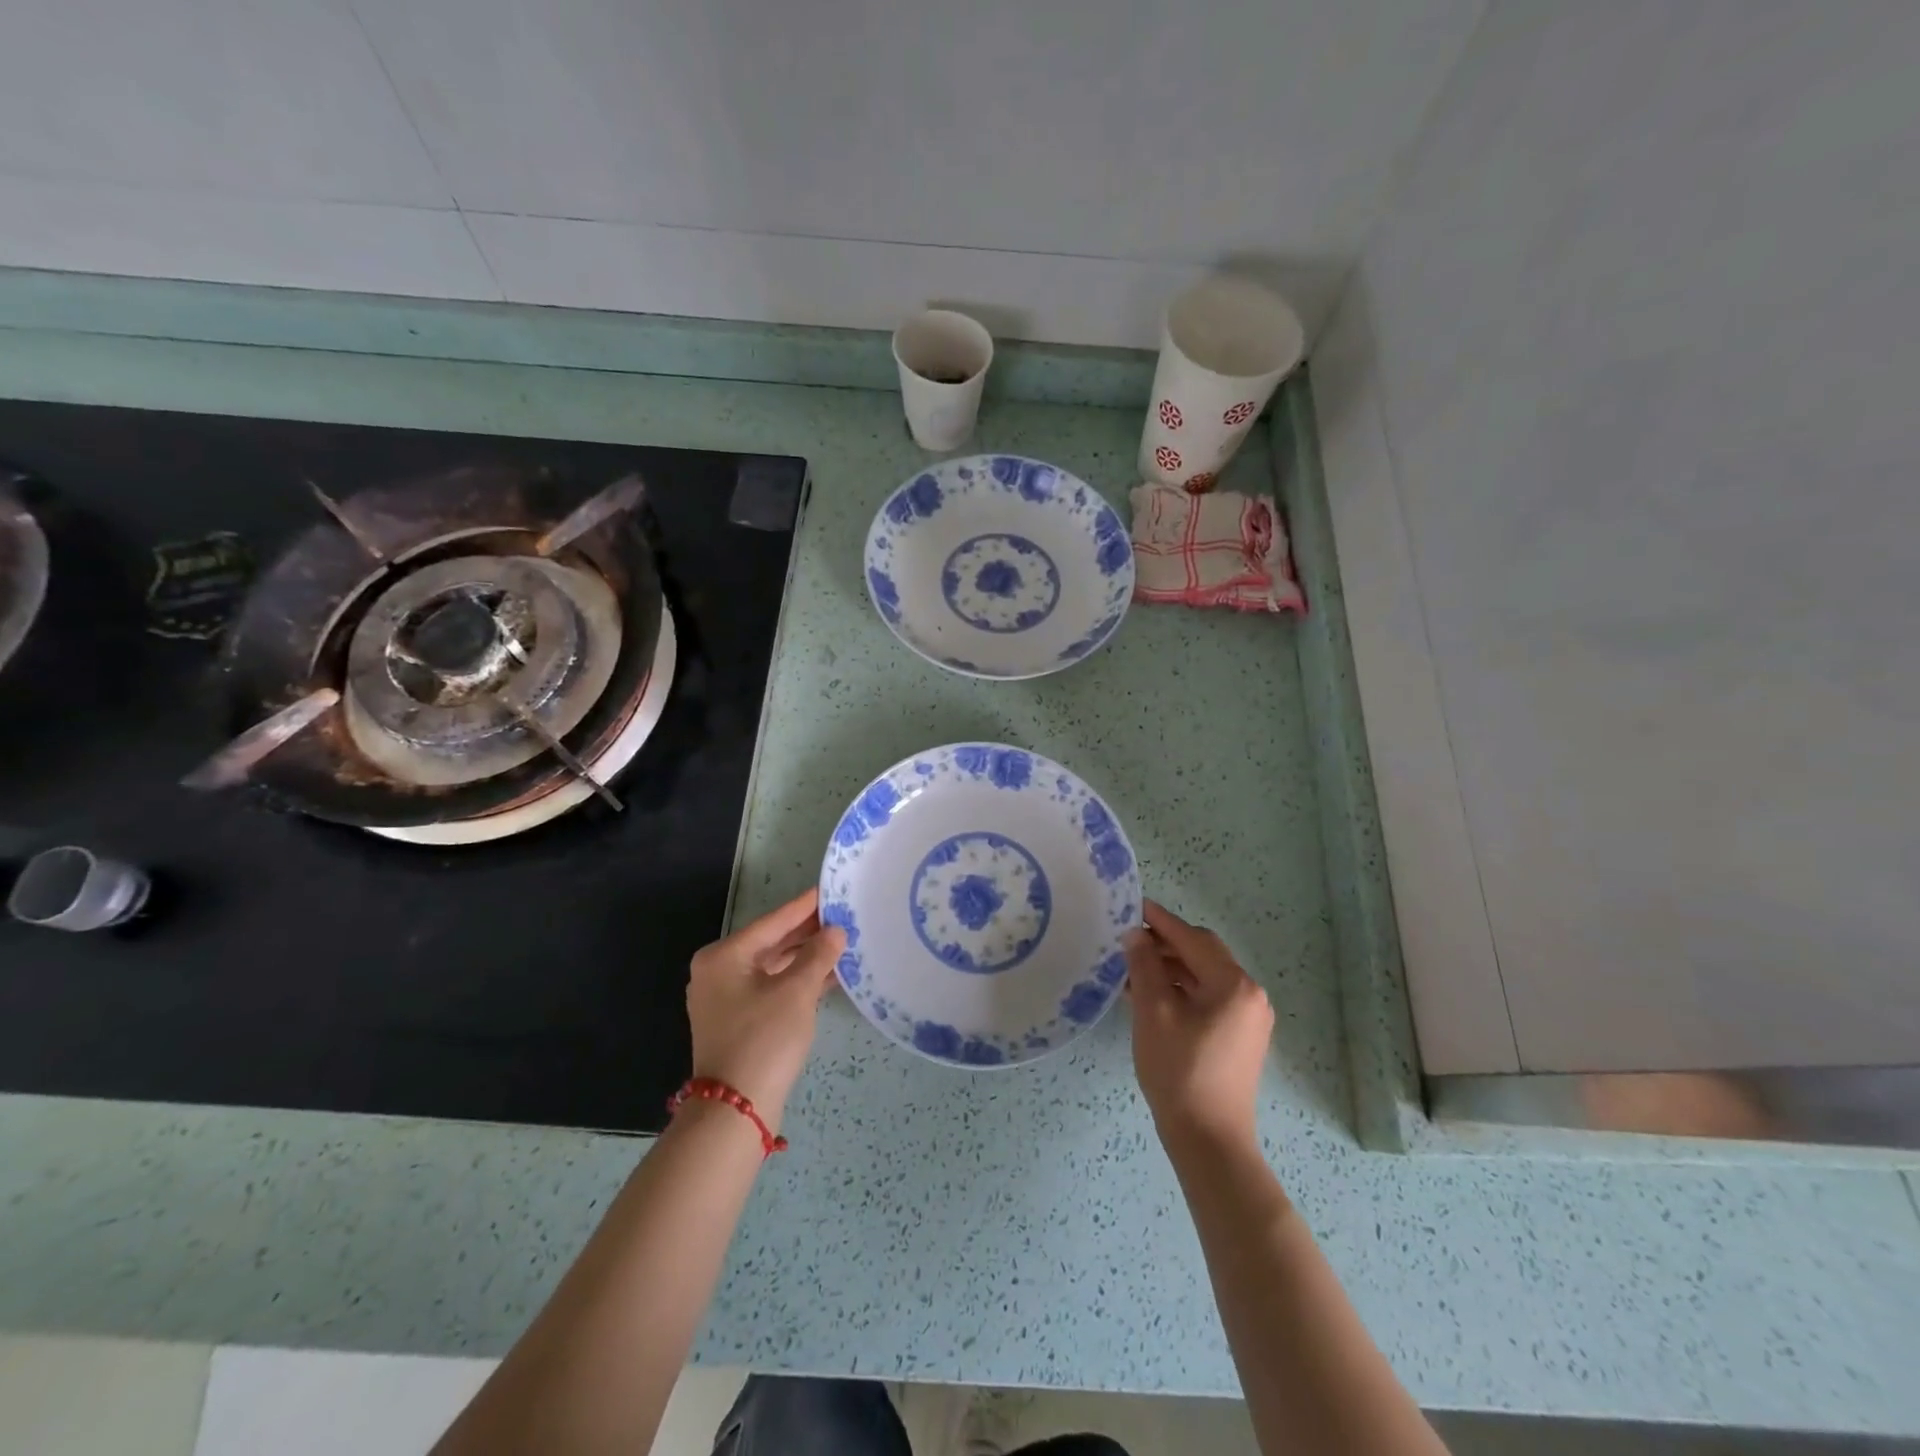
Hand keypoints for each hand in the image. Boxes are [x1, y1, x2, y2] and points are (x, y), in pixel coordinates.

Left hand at [686, 888, 845, 1133]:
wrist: (735, 1110)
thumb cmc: (764, 1039)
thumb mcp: (797, 992)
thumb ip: (818, 955)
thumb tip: (836, 931)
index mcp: (724, 956)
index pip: (773, 922)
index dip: (805, 906)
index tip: (829, 888)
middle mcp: (719, 972)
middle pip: (771, 942)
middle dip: (808, 932)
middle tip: (843, 914)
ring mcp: (726, 998)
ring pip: (773, 966)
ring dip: (806, 957)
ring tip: (842, 941)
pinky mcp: (738, 1021)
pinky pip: (772, 988)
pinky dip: (797, 980)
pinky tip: (829, 975)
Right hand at [1126, 900, 1273, 1155]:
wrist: (1208, 1139)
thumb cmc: (1179, 1070)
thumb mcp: (1153, 1012)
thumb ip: (1144, 966)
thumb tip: (1135, 934)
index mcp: (1234, 984)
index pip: (1192, 938)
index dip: (1160, 921)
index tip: (1133, 905)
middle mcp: (1248, 995)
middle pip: (1203, 954)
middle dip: (1165, 943)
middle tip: (1129, 938)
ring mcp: (1247, 1018)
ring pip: (1204, 977)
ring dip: (1171, 968)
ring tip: (1132, 968)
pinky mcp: (1239, 1038)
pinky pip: (1208, 998)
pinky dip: (1181, 990)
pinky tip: (1150, 995)